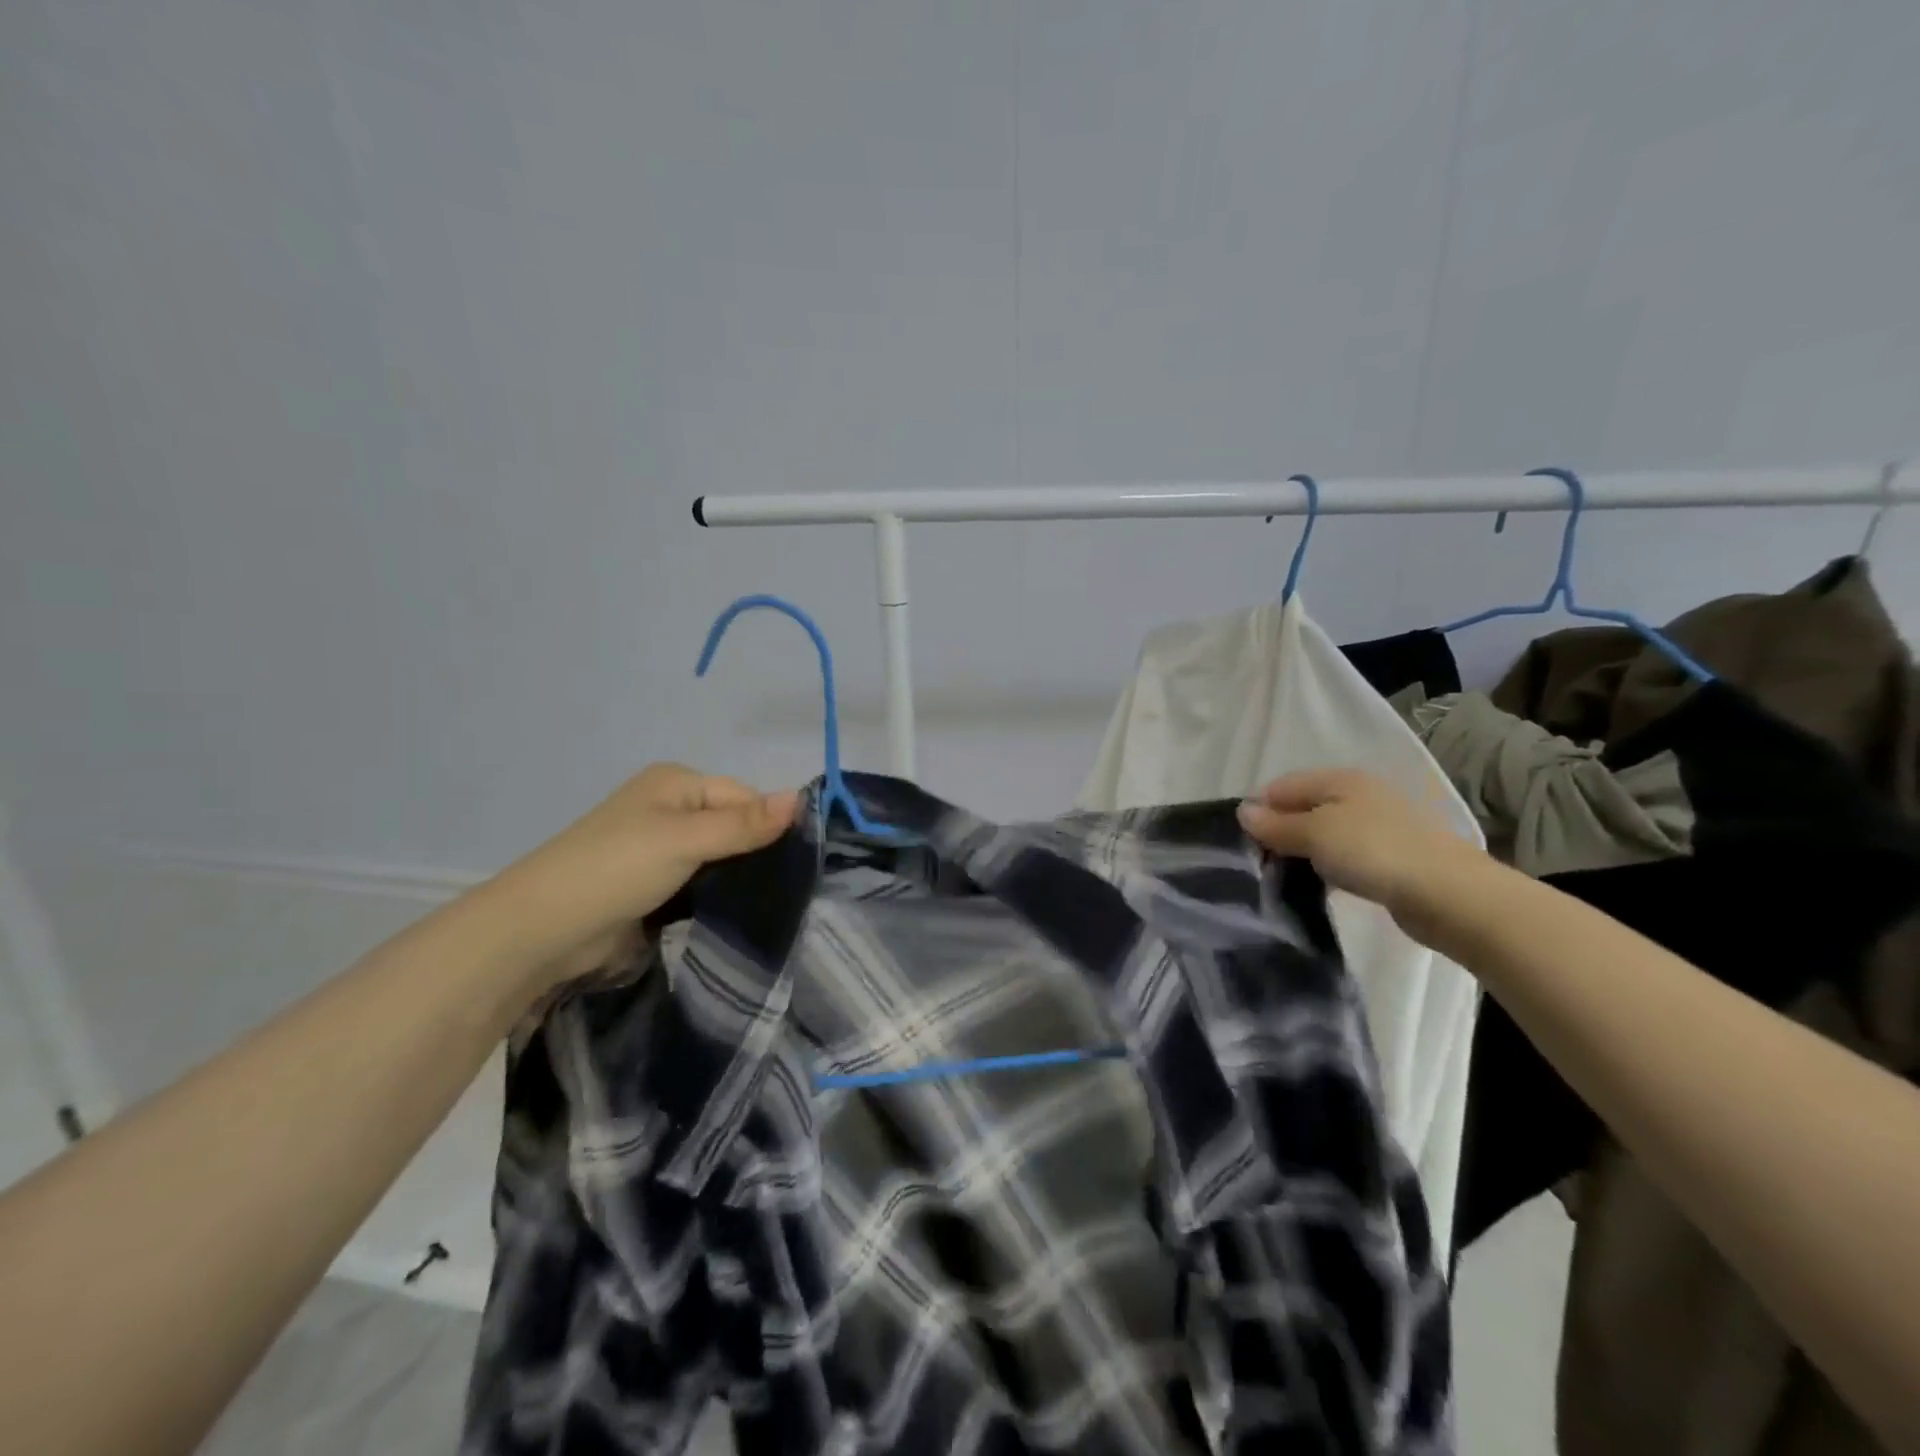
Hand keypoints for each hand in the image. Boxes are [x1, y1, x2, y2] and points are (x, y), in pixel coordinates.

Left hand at [494, 764, 798, 983]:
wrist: (544, 930)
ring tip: (771, 903)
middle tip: (789, 888)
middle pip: (733, 825)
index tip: (796, 863)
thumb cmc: (617, 868)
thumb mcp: (686, 840)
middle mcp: (670, 808)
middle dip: (756, 853)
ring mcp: (660, 847)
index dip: (768, 825)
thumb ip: (744, 824)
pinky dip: (718, 894)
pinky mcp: (654, 884)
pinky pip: (701, 882)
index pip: (744, 797)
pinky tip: (739, 912)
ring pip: (719, 857)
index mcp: (676, 783)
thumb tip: (801, 798)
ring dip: (738, 878)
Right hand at [1236, 768, 1486, 943]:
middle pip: (1303, 808)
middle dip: (1278, 832)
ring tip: (1283, 878)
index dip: (1258, 810)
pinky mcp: (1389, 857)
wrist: (1449, 894)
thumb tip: (1242, 811)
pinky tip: (1319, 886)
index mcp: (1339, 779)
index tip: (1240, 842)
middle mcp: (1358, 795)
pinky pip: (1343, 856)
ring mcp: (1376, 826)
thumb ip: (1277, 824)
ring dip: (1302, 853)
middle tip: (1257, 863)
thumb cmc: (1374, 851)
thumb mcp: (1315, 833)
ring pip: (1322, 834)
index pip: (1282, 786)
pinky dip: (1327, 867)